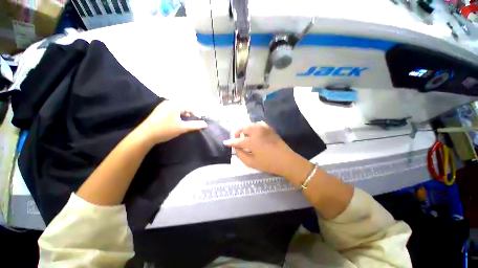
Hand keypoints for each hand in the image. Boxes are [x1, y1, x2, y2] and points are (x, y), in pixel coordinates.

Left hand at [138, 101, 207, 143]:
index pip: (190, 108)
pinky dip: (177, 115)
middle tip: (192, 123)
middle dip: (189, 114)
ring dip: (183, 115)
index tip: (199, 122)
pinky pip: (171, 110)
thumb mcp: (182, 128)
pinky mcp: (158, 111)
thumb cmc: (165, 130)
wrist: (145, 135)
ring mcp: (162, 106)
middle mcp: (168, 102)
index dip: (196, 114)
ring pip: (177, 109)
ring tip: (185, 123)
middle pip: (184, 107)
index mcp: (175, 104)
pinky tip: (176, 122)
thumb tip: (205, 124)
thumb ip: (195, 125)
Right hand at [223, 121, 311, 177]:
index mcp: (252, 141)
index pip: (238, 140)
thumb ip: (241, 155)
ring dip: (246, 130)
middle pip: (243, 128)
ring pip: (250, 125)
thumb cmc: (269, 163)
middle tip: (238, 140)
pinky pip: (258, 124)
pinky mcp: (269, 128)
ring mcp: (264, 128)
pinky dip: (254, 128)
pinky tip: (255, 134)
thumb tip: (236, 149)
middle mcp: (257, 131)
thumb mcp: (252, 162)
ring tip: (246, 138)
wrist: (286, 160)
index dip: (231, 142)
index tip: (225, 142)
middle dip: (238, 133)